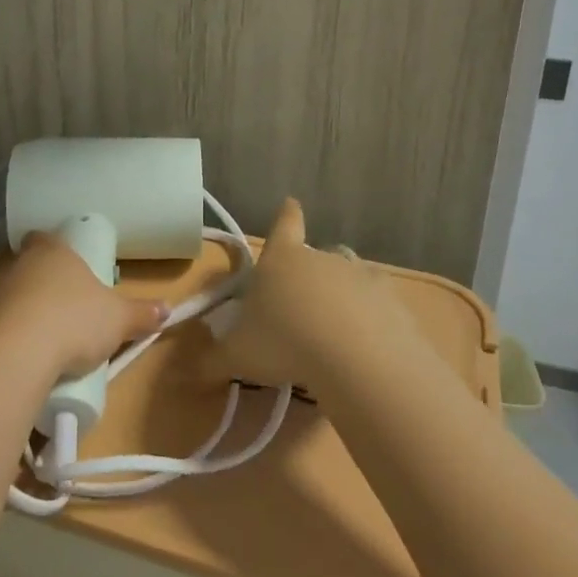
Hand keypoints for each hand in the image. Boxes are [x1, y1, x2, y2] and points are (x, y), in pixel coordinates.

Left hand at [0, 233, 164, 382]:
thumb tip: (167, 309)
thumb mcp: (118, 319)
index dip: (55, 249)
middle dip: (41, 285)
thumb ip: (142, 313)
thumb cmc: (74, 320)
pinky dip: (4, 339)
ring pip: (8, 297)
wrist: (16, 353)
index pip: (45, 238)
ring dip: (21, 313)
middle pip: (27, 267)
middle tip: (63, 309)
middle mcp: (17, 266)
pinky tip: (20, 359)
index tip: (67, 266)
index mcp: (52, 252)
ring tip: (42, 340)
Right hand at [218, 199, 414, 393]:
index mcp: (282, 259)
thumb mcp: (237, 357)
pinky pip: (376, 303)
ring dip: (341, 295)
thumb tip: (187, 373)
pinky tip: (364, 344)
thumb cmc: (284, 342)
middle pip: (316, 255)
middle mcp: (321, 258)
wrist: (354, 356)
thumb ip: (211, 362)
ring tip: (333, 328)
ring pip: (348, 276)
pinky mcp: (390, 299)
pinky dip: (370, 317)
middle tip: (300, 308)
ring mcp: (359, 275)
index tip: (291, 203)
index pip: (284, 225)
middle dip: (308, 275)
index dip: (286, 215)